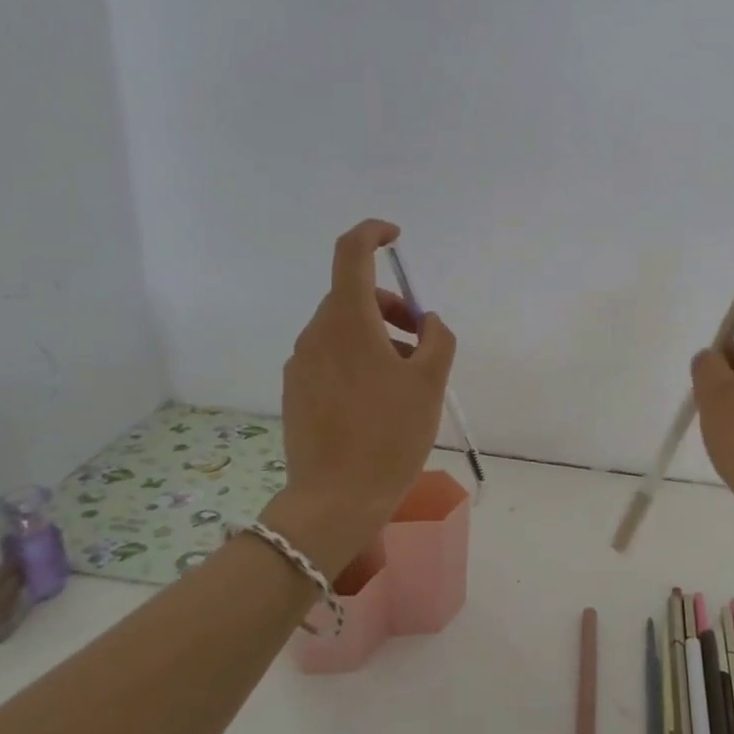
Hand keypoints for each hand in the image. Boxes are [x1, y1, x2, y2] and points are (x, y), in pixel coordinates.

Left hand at [272, 220, 456, 557]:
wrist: (335, 500)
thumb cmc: (389, 434)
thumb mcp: (430, 382)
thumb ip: (438, 339)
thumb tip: (427, 322)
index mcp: (348, 322)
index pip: (351, 253)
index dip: (372, 234)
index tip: (395, 237)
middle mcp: (316, 334)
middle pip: (353, 296)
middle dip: (392, 308)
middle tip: (423, 342)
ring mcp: (301, 364)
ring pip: (343, 330)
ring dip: (378, 338)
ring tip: (408, 380)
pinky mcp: (296, 391)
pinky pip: (330, 357)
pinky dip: (359, 360)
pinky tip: (379, 401)